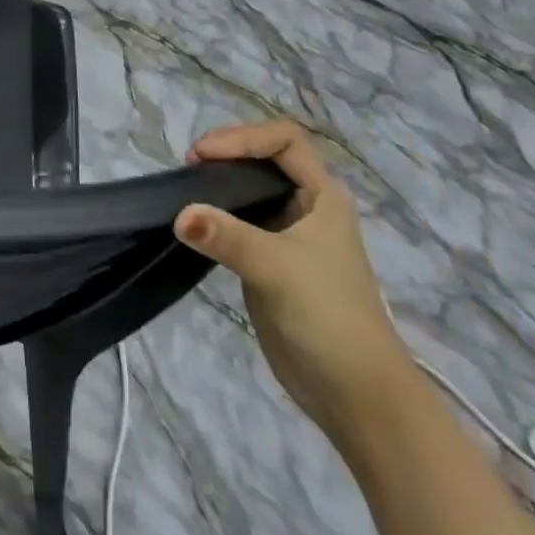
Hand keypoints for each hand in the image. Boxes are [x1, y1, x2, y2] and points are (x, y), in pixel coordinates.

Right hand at [175, 121, 414, 440]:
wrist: (356, 396)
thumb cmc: (328, 316)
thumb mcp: (276, 268)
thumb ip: (227, 236)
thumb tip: (178, 214)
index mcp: (322, 195)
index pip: (283, 139)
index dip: (243, 137)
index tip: (204, 155)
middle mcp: (307, 205)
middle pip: (263, 157)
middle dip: (227, 153)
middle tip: (190, 167)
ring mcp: (288, 233)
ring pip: (250, 188)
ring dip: (219, 182)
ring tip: (187, 188)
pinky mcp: (271, 260)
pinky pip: (240, 220)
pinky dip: (216, 213)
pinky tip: (195, 222)